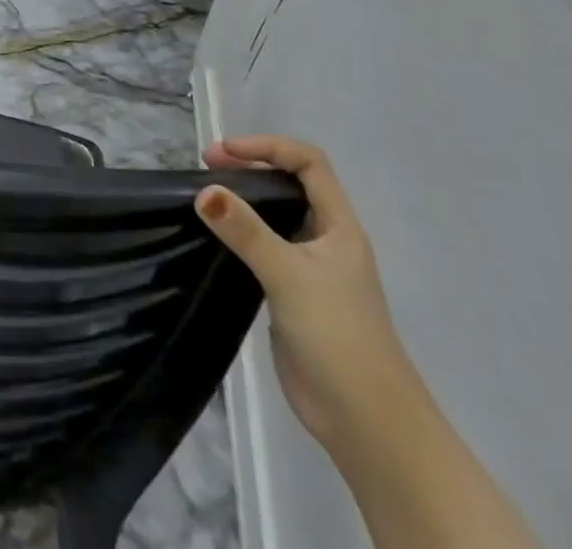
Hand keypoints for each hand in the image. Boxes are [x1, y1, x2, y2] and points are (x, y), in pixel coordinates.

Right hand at [197, 135, 422, 451]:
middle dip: (250, 167)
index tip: (223, 152)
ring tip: (204, 196)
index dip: (267, 147)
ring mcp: (309, 269)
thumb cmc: (339, 337)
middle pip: (290, 184)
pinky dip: (238, 234)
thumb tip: (204, 191)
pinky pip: (262, 248)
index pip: (308, 163)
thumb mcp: (289, 275)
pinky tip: (213, 239)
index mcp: (339, 226)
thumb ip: (246, 231)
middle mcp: (326, 240)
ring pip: (274, 216)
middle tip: (206, 168)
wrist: (367, 423)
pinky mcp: (291, 295)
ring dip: (242, 200)